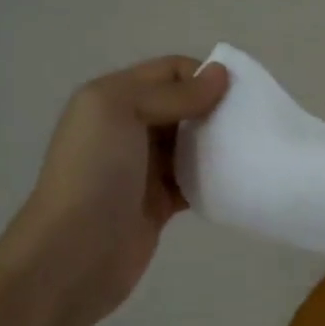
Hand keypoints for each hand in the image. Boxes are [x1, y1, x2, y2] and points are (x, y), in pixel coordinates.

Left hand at [0, 55, 230, 322]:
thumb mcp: (122, 111)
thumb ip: (172, 92)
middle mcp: (128, 128)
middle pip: (184, 105)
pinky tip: (236, 179)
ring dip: (219, 143)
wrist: (72, 254)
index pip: (169, 71)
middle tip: (252, 121)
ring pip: (193, 143)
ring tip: (250, 148)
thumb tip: (221, 74)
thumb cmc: (95, 172)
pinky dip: (215, 177)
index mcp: (114, 98)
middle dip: (217, 108)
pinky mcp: (159, 202)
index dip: (202, 76)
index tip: (237, 94)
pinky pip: (196, 180)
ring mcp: (144, 167)